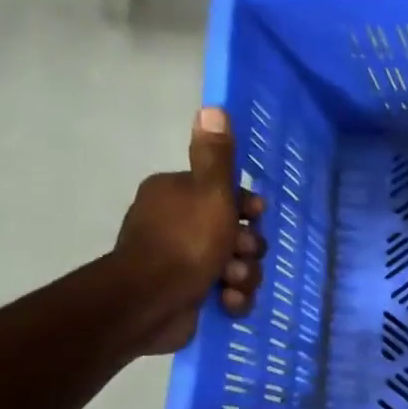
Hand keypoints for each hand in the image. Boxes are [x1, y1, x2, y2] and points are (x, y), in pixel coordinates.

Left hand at [111, 107, 266, 355]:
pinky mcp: (189, 294)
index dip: (248, 208)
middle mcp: (178, 224)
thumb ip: (216, 156)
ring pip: (237, 264)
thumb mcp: (210, 192)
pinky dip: (231, 297)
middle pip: (237, 232)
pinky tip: (226, 301)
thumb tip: (213, 107)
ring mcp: (183, 261)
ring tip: (231, 282)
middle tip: (240, 254)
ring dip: (243, 275)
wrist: (152, 301)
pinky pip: (227, 291)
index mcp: (177, 194)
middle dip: (247, 248)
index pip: (226, 194)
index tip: (255, 216)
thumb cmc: (185, 241)